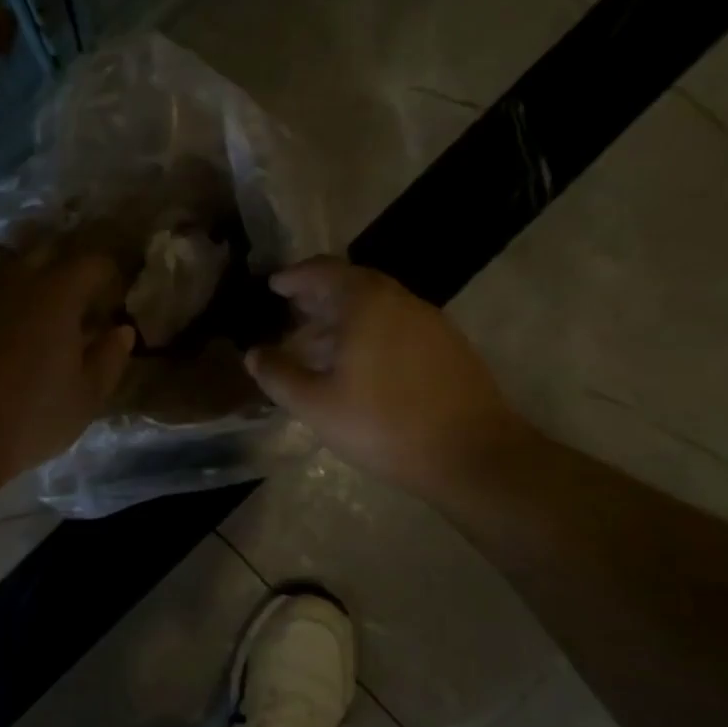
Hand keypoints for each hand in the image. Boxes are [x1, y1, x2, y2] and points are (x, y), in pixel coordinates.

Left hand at [0, 247, 136, 485]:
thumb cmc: (30, 417)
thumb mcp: (86, 397)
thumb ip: (110, 358)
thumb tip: (121, 331)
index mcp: (56, 295)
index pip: (92, 262)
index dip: (109, 272)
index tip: (115, 293)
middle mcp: (13, 283)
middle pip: (45, 252)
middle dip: (66, 265)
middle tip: (78, 296)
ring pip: (7, 274)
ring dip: (27, 286)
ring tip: (36, 319)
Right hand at [243, 257, 533, 501]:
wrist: (474, 455)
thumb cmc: (384, 424)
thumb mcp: (316, 404)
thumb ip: (278, 375)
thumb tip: (253, 354)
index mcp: (365, 302)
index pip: (321, 270)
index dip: (293, 277)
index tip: (273, 287)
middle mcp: (399, 299)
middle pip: (351, 284)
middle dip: (317, 296)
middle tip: (290, 313)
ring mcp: (429, 321)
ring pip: (376, 306)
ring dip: (344, 316)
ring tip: (318, 344)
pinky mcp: (448, 346)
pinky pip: (397, 325)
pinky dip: (370, 332)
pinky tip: (359, 365)